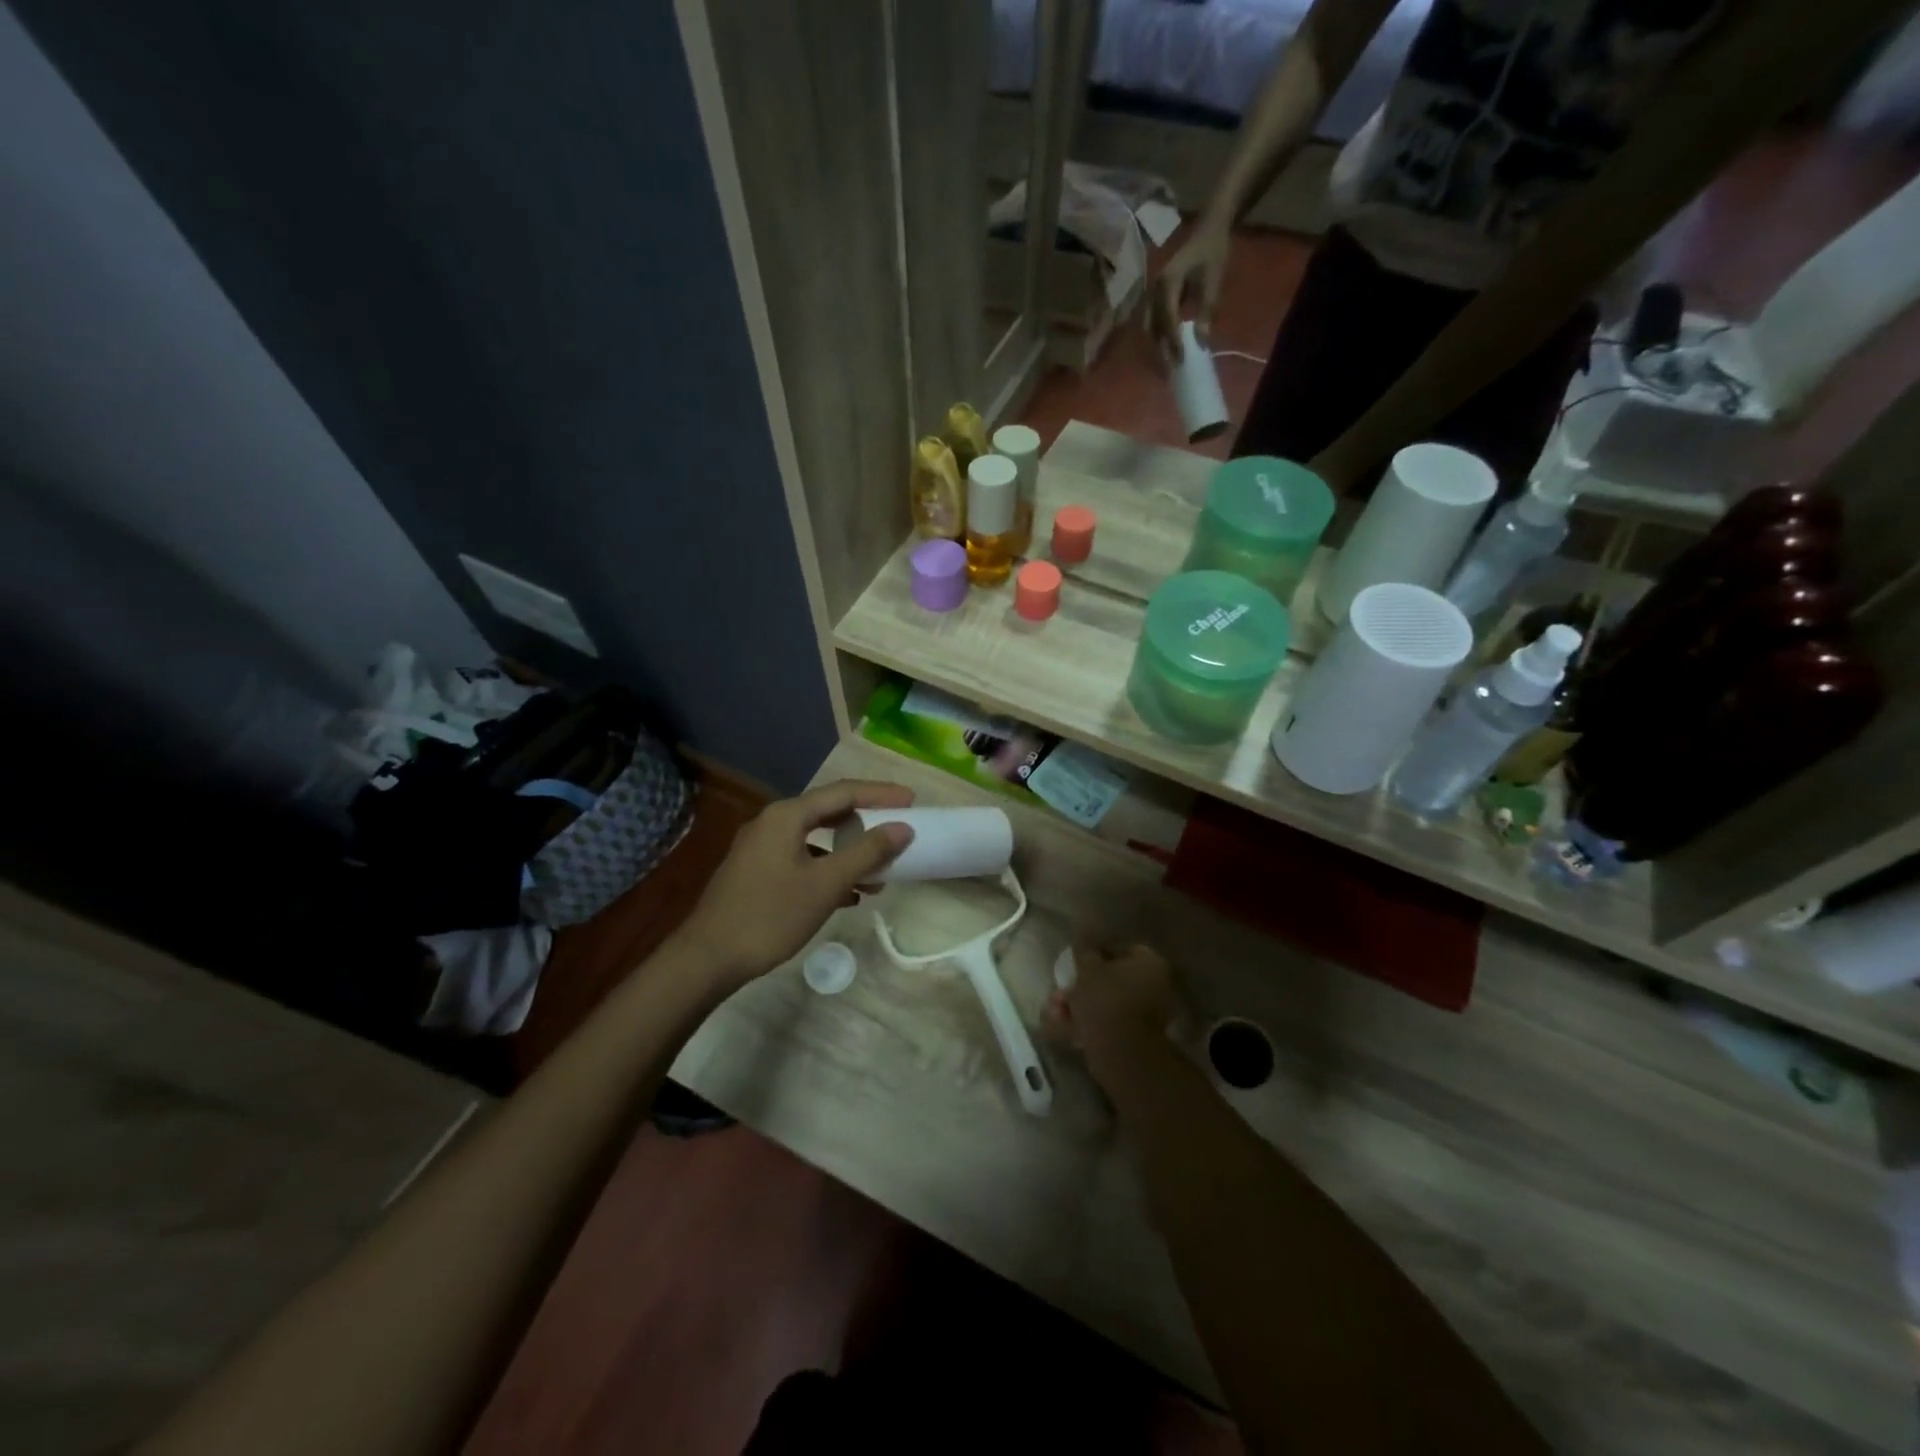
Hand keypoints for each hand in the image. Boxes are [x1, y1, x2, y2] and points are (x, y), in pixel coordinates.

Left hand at [670, 779, 913, 988]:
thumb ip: (867, 853)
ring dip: (849, 851)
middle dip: (866, 821)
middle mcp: (772, 823)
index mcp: (787, 816)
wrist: (708, 958)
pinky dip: (829, 869)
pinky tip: (849, 894)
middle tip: (899, 827)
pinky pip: (802, 859)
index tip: (912, 800)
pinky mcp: (757, 872)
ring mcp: (761, 848)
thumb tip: (903, 827)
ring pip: (816, 839)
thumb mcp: (826, 884)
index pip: (843, 792)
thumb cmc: (770, 915)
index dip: (880, 794)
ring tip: (880, 871)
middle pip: (829, 811)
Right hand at [1048, 944, 1182, 1080]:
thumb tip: (1087, 950)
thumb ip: (1085, 953)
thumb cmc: (1105, 998)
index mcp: (1151, 964)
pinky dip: (1088, 1023)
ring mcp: (1149, 1016)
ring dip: (1081, 1005)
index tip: (1076, 961)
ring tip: (1056, 1011)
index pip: (1122, 949)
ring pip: (1108, 1003)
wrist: (1119, 1051)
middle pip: (1114, 980)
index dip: (1096, 953)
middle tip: (1061, 989)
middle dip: (1083, 984)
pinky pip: (1109, 1023)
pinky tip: (1064, 1025)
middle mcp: (1157, 987)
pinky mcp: (1136, 1039)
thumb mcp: (1087, 967)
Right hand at [1149, 221, 1230, 360]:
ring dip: (1159, 344)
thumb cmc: (1213, 252)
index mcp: (1167, 283)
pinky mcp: (1156, 296)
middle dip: (1162, 347)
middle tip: (1173, 366)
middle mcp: (1155, 289)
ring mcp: (1153, 293)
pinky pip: (1153, 320)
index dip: (1173, 341)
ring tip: (1170, 360)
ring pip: (1150, 326)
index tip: (1181, 359)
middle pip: (1153, 326)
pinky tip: (1169, 346)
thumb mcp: (1214, 281)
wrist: (1208, 230)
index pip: (1167, 318)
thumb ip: (1207, 311)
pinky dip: (1160, 335)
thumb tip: (1202, 342)